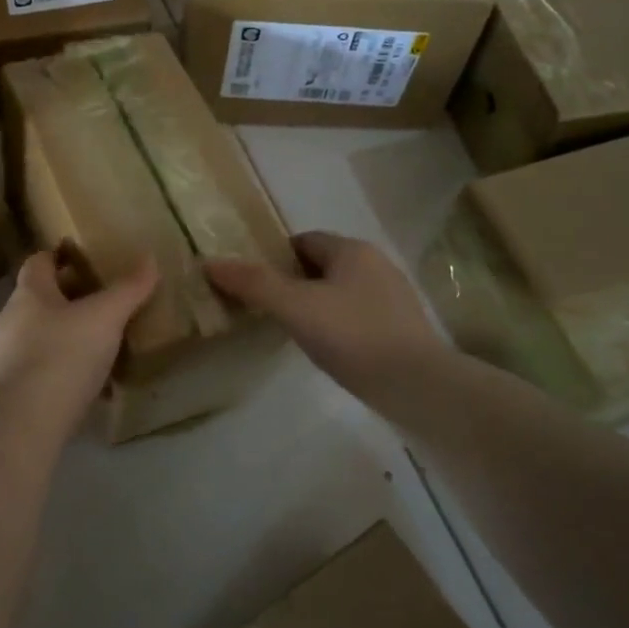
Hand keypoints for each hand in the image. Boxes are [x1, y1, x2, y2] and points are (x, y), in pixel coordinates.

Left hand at [0, 252, 159, 424]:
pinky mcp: (13, 390)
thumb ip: (128, 289)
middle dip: (70, 298)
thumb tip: (149, 258)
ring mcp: (8, 357)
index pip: (39, 262)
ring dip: (68, 334)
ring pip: (42, 335)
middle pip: (41, 299)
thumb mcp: (105, 317)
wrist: (26, 422)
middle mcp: (12, 320)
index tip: (85, 258)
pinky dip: (65, 368)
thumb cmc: (63, 355)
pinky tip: (91, 382)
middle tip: (105, 301)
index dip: (60, 256)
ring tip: (102, 342)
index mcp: (29, 294)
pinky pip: (43, 368)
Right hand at [203, 232, 440, 410]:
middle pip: (322, 265)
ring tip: (293, 332)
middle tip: (267, 310)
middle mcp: (377, 264)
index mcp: (352, 250)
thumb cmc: (353, 336)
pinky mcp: (403, 328)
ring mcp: (394, 297)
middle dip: (293, 282)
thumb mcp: (295, 307)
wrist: (419, 386)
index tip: (253, 285)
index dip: (274, 258)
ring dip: (316, 305)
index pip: (303, 241)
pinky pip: (358, 315)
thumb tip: (209, 262)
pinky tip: (329, 350)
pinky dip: (338, 325)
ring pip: (340, 291)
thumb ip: (253, 283)